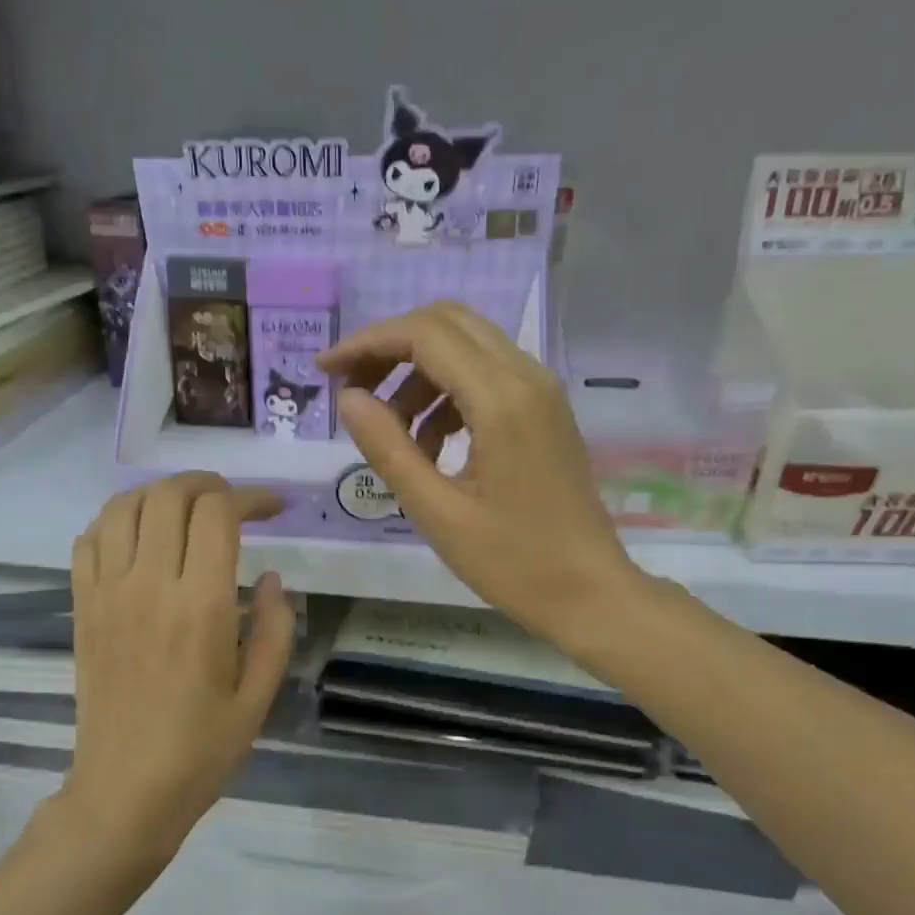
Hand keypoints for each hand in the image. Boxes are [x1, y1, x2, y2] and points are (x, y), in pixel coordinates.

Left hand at [60, 473, 295, 869]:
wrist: (125, 791)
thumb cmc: (201, 751)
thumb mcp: (258, 697)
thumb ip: (275, 631)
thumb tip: (272, 579)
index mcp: (200, 606)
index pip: (217, 513)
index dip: (249, 497)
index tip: (272, 509)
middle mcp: (148, 586)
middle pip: (168, 495)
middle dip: (207, 485)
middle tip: (232, 503)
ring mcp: (107, 593)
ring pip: (123, 506)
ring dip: (159, 495)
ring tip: (186, 511)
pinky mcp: (82, 607)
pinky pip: (88, 540)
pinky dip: (115, 521)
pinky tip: (139, 539)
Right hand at [318, 302, 642, 648]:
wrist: (589, 592)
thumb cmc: (512, 562)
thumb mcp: (436, 512)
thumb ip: (388, 448)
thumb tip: (348, 398)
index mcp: (501, 400)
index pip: (424, 334)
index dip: (368, 342)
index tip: (326, 370)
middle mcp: (526, 377)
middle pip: (447, 323)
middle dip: (391, 347)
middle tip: (353, 390)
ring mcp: (541, 391)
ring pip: (466, 346)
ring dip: (417, 374)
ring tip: (391, 433)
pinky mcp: (544, 409)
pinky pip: (486, 375)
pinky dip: (446, 395)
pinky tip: (430, 447)